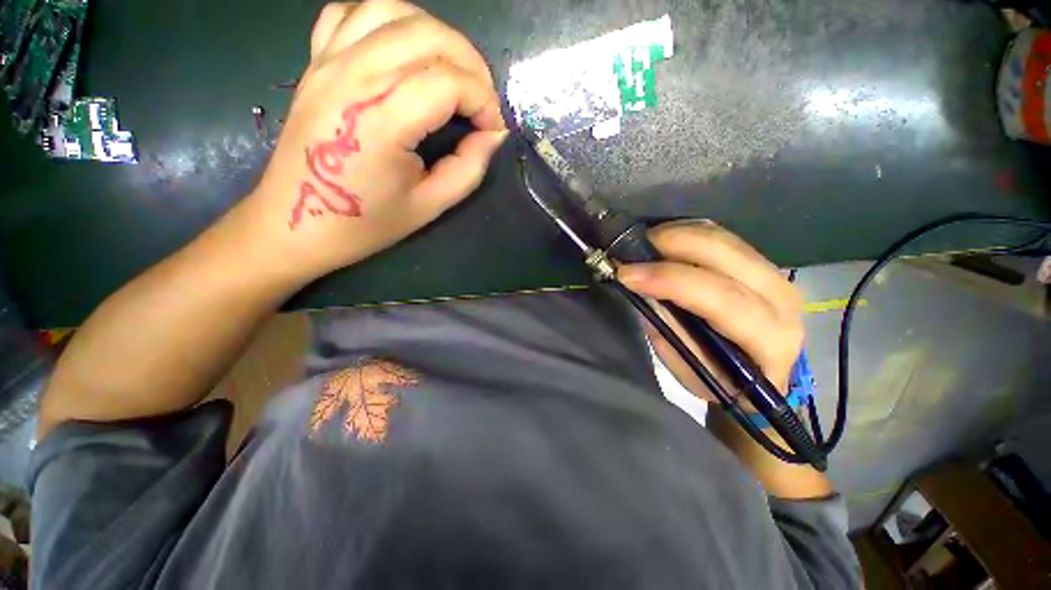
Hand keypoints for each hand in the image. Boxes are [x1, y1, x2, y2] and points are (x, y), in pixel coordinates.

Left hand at [241, 1, 506, 281]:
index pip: (449, 82)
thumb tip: (493, 134)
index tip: (492, 129)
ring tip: (452, 72)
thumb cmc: (366, 222)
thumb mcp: (430, 206)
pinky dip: (388, 22)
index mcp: (382, 121)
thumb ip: (469, 168)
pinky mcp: (316, 61)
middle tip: (482, 102)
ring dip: (437, 35)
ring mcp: (329, 62)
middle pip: (429, 35)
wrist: (296, 223)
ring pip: (394, 10)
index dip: (484, 102)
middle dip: (472, 65)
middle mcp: (353, 77)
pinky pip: (353, 13)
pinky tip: (403, 52)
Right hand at [617, 220, 803, 399]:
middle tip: (631, 248)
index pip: (720, 297)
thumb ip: (669, 328)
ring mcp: (775, 274)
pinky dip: (688, 233)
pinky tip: (665, 241)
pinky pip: (722, 236)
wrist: (762, 371)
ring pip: (723, 238)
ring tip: (643, 244)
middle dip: (672, 244)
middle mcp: (781, 299)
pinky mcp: (762, 262)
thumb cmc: (723, 380)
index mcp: (769, 338)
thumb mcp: (690, 368)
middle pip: (725, 254)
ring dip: (677, 234)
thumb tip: (642, 290)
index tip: (627, 273)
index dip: (669, 280)